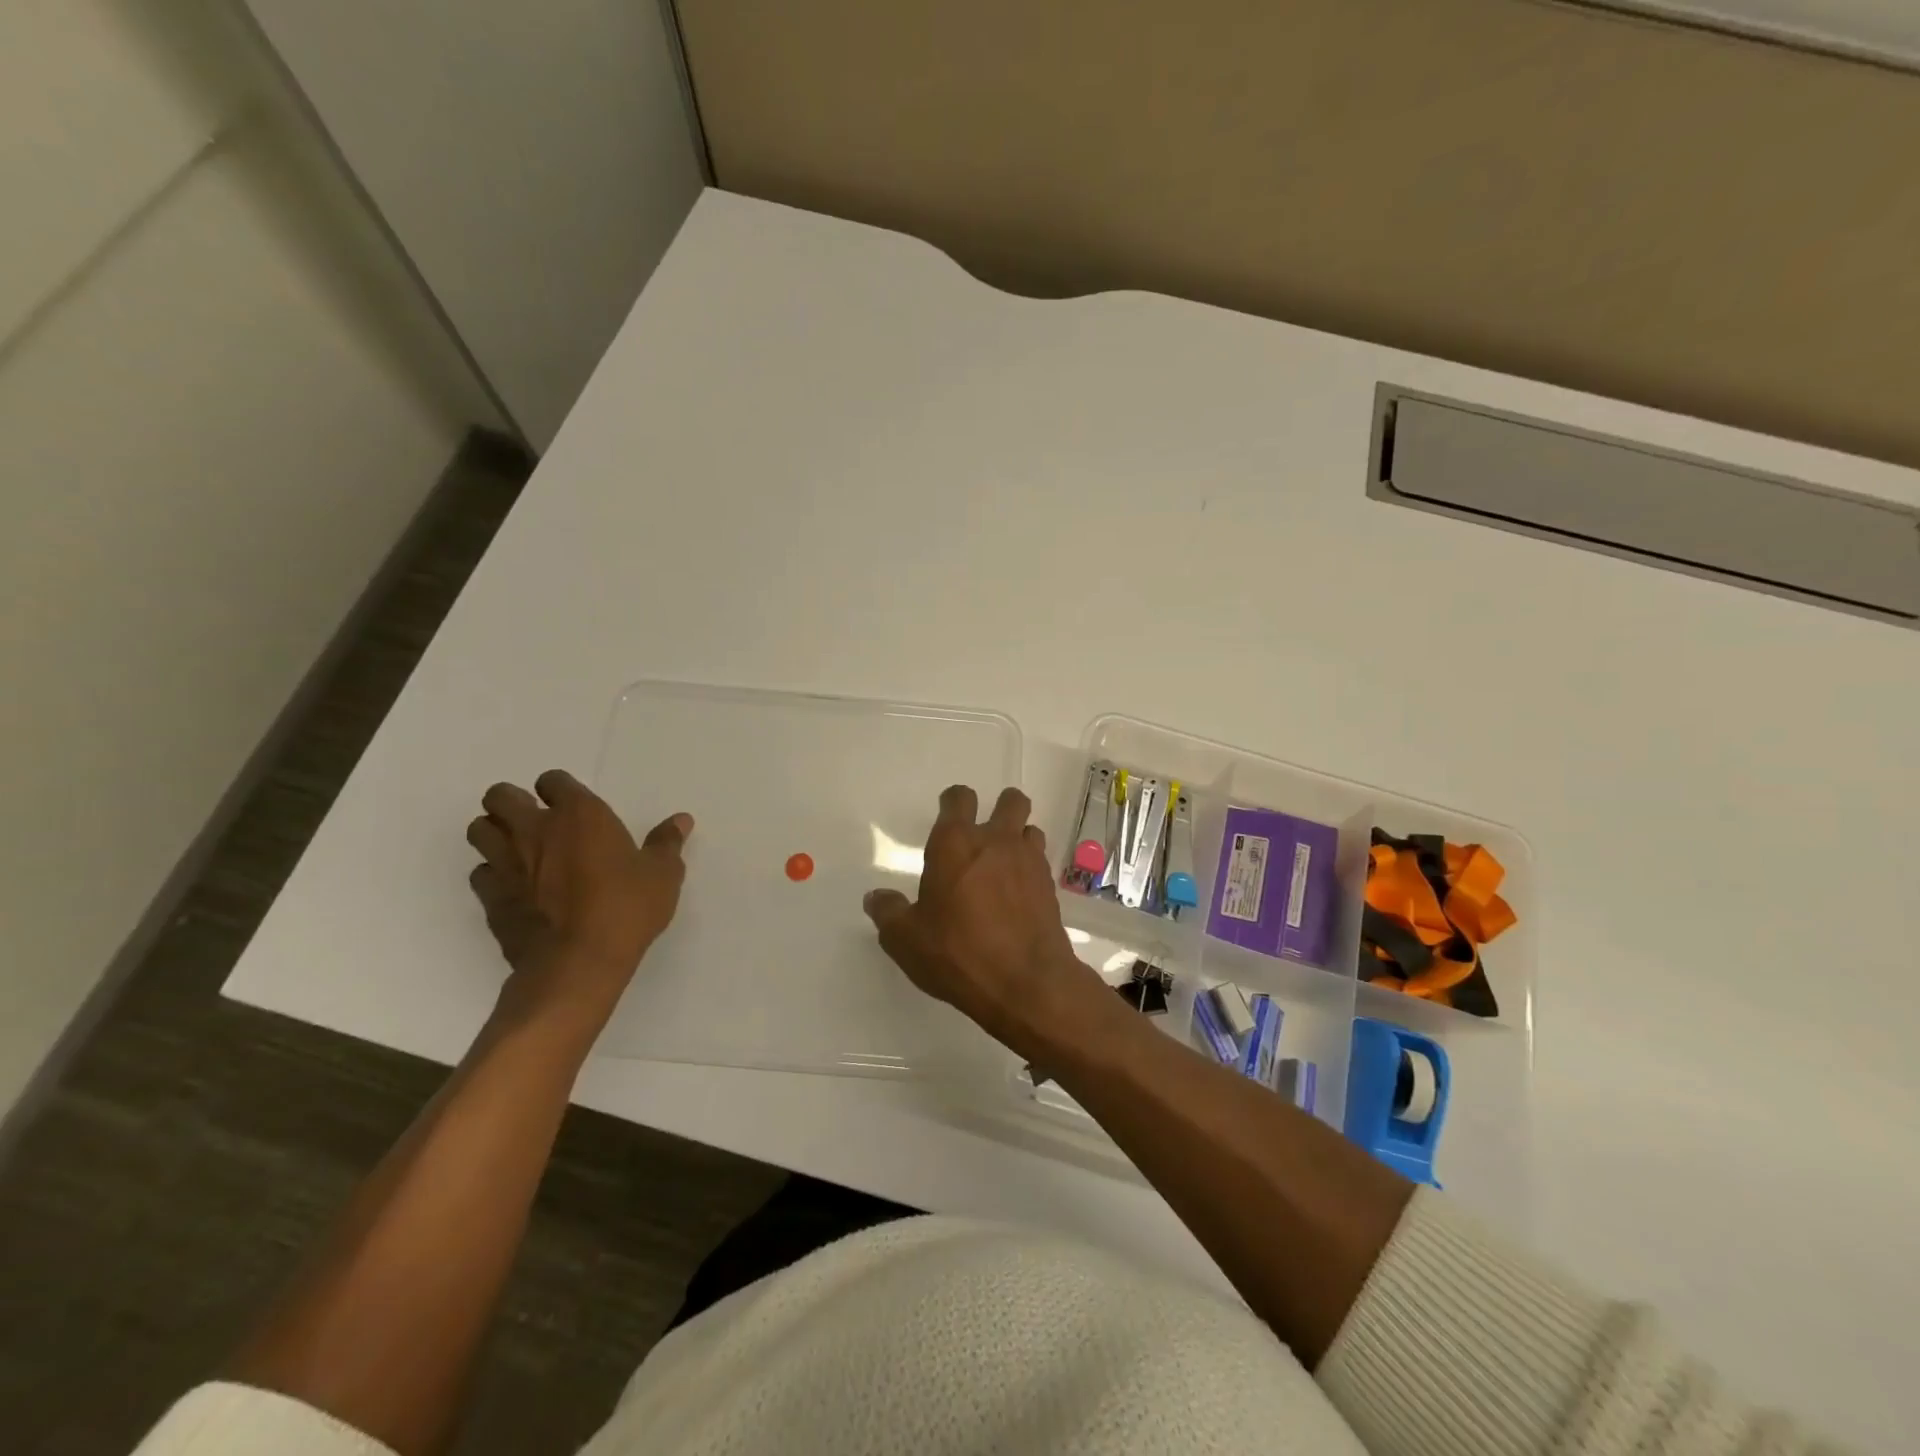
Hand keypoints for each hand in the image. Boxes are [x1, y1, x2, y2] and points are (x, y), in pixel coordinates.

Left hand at [466, 769, 691, 1025]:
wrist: (578, 962)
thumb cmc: (626, 908)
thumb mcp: (662, 874)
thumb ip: (667, 843)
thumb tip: (681, 820)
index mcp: (579, 815)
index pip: (553, 780)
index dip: (560, 790)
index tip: (573, 806)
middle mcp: (535, 830)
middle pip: (500, 796)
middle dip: (512, 803)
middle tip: (537, 822)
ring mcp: (506, 863)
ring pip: (478, 830)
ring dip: (494, 833)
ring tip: (519, 849)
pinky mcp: (490, 897)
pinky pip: (480, 872)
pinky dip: (492, 874)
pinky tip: (515, 887)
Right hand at [863, 785, 1100, 1051]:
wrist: (1026, 982)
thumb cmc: (958, 952)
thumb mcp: (906, 939)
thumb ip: (888, 912)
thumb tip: (875, 897)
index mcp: (955, 843)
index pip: (959, 798)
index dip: (953, 802)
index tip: (948, 817)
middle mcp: (995, 841)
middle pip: (1009, 801)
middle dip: (1000, 808)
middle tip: (985, 834)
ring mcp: (1028, 861)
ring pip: (1029, 829)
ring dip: (1018, 838)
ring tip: (1003, 864)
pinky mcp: (1049, 886)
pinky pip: (1040, 861)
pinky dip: (1030, 868)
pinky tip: (1018, 894)